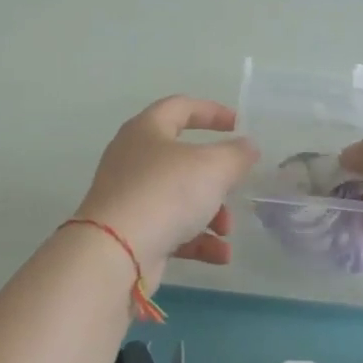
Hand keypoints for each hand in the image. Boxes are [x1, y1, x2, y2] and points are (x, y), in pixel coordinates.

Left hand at [72, 97, 259, 283]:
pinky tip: (220, 255)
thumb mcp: (213, 167)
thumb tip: (247, 147)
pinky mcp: (131, 232)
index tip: (238, 125)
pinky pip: (171, 230)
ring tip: (226, 231)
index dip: (211, 111)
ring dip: (211, 213)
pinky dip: (197, 240)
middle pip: (183, 159)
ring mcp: (130, 197)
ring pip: (179, 198)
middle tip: (235, 187)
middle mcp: (133, 159)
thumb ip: (236, 154)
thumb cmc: (166, 193)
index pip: (180, 107)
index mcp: (146, 130)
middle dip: (216, 178)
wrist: (115, 252)